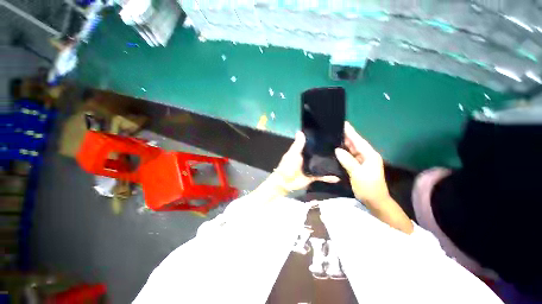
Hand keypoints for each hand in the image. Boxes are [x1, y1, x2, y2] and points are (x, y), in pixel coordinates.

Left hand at [273, 132, 339, 191]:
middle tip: (344, 148)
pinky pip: (323, 176)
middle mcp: (310, 158)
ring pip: (323, 165)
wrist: (285, 182)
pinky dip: (329, 177)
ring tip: (345, 161)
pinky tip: (338, 177)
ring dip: (331, 164)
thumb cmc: (287, 166)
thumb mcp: (292, 154)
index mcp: (304, 151)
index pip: (314, 144)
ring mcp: (313, 168)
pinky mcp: (314, 176)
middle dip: (330, 152)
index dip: (321, 140)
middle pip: (321, 154)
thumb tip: (300, 131)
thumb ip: (297, 145)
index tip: (332, 135)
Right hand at [334, 122, 389, 203]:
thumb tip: (337, 150)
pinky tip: (335, 149)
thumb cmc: (368, 187)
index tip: (343, 123)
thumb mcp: (358, 174)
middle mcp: (366, 155)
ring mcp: (361, 161)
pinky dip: (343, 152)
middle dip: (345, 136)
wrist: (374, 201)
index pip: (358, 141)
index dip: (351, 132)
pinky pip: (349, 156)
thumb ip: (348, 161)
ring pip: (351, 149)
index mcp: (370, 155)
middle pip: (354, 143)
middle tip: (334, 129)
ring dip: (343, 144)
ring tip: (333, 136)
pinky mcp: (357, 166)